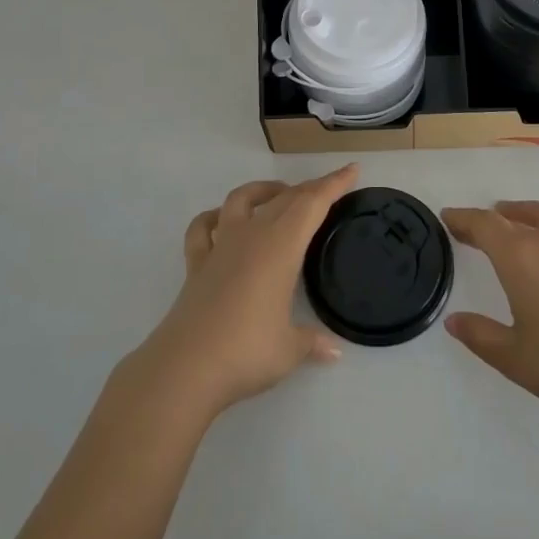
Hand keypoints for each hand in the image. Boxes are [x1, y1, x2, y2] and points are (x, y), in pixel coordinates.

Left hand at [133, 164, 357, 419]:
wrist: (186, 368)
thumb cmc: (247, 352)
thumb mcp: (289, 350)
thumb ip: (312, 342)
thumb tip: (334, 352)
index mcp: (281, 247)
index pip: (312, 204)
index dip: (334, 184)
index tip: (352, 170)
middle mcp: (252, 236)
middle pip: (284, 199)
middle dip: (308, 189)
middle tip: (328, 189)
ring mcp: (220, 247)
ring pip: (241, 200)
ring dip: (262, 190)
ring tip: (278, 194)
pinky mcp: (196, 264)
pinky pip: (202, 228)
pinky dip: (213, 218)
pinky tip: (221, 221)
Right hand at [442, 200, 538, 428]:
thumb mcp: (514, 358)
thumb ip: (480, 336)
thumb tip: (453, 320)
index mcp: (520, 259)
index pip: (485, 226)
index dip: (464, 219)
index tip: (447, 218)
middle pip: (513, 217)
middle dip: (490, 218)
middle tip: (473, 226)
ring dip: (525, 214)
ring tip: (514, 221)